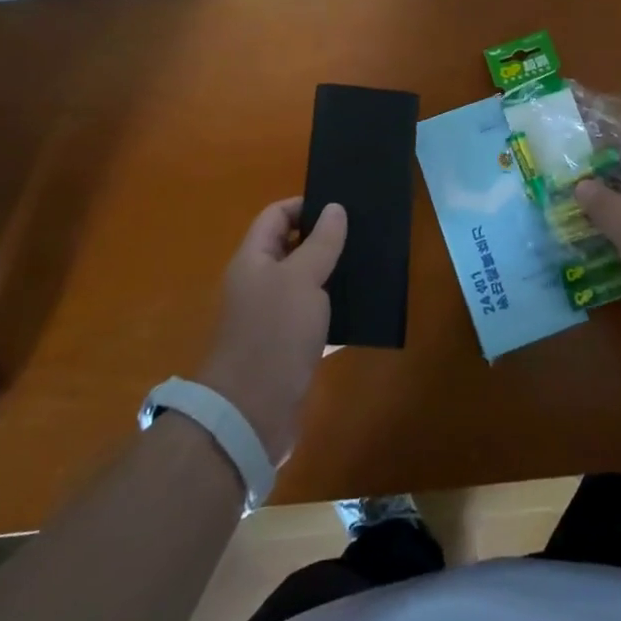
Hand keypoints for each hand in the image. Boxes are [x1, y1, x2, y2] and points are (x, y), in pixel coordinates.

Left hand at [199, 198, 346, 462]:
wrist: (251, 415)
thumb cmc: (273, 334)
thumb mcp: (303, 279)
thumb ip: (321, 242)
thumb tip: (335, 207)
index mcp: (254, 260)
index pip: (276, 216)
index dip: (305, 205)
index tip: (341, 207)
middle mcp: (259, 284)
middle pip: (292, 249)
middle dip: (325, 241)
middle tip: (363, 234)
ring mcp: (272, 319)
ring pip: (306, 286)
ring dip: (333, 278)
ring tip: (370, 268)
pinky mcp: (287, 349)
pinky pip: (314, 321)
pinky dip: (336, 315)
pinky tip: (364, 312)